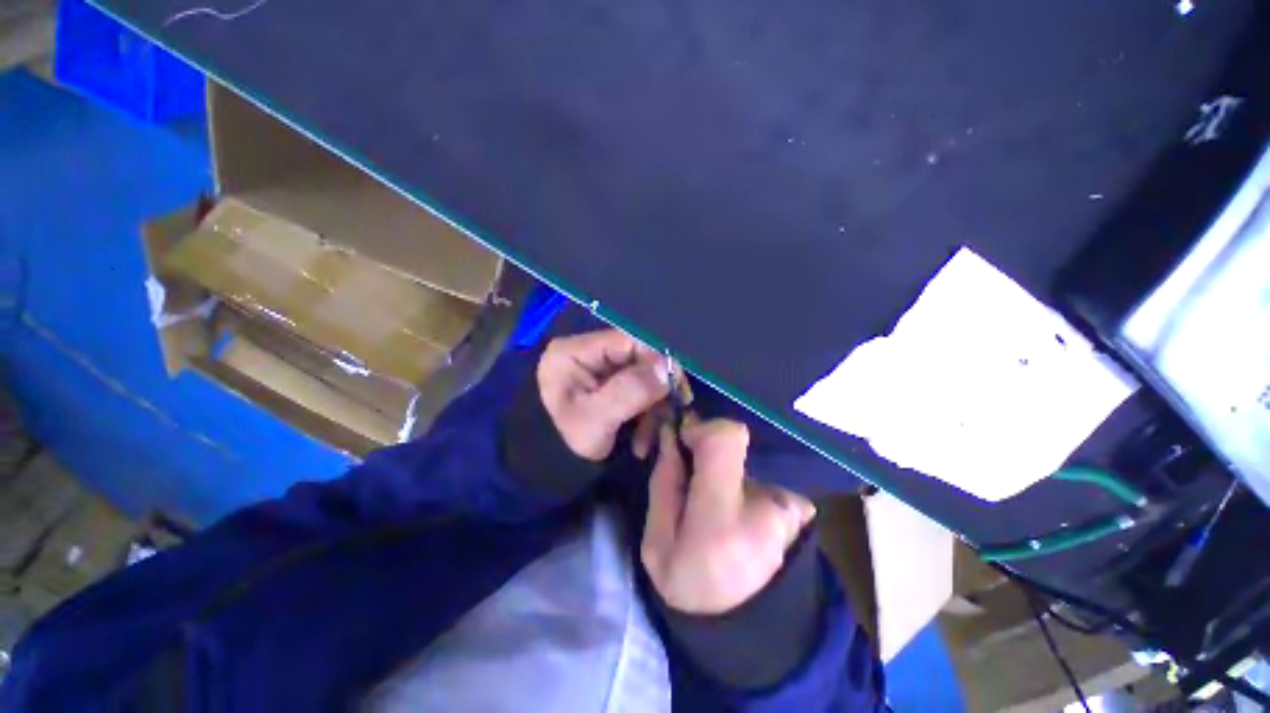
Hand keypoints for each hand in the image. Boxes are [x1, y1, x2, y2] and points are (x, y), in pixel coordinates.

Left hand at [538, 330, 670, 461]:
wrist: (549, 468)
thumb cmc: (563, 444)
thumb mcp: (596, 419)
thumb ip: (631, 390)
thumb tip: (666, 367)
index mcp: (574, 351)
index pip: (627, 340)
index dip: (656, 358)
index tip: (676, 385)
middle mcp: (587, 353)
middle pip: (637, 358)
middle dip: (656, 389)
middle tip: (672, 412)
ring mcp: (599, 369)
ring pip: (642, 376)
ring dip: (652, 407)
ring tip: (651, 437)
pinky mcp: (608, 384)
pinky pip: (637, 390)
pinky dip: (645, 413)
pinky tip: (643, 439)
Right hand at [641, 419, 816, 614]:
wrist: (747, 634)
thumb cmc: (690, 589)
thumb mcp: (656, 544)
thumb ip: (663, 482)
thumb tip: (673, 435)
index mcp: (722, 519)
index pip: (726, 438)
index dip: (702, 427)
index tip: (684, 439)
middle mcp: (766, 509)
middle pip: (735, 443)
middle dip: (707, 451)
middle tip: (694, 480)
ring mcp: (791, 510)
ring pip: (743, 461)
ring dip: (725, 472)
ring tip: (715, 507)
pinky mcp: (801, 511)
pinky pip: (761, 477)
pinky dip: (745, 485)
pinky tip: (738, 514)